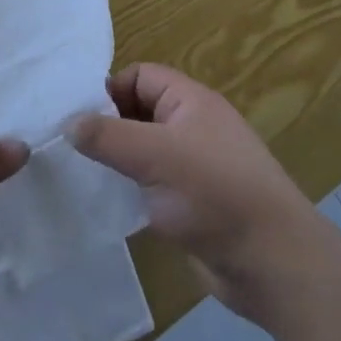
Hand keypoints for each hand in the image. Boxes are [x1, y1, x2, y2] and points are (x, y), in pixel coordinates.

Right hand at [69, 63, 340, 323]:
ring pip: (143, 151)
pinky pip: (152, 184)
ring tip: (78, 175)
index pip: (139, 76)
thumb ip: (107, 136)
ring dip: (116, 161)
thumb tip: (68, 123)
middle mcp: (192, 127)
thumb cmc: (214, 194)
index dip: (108, 90)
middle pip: (138, 111)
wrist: (273, 263)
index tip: (74, 117)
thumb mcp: (154, 156)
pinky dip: (130, 190)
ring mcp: (193, 167)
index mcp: (190, 101)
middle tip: (68, 147)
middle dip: (106, 126)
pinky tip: (106, 204)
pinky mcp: (191, 203)